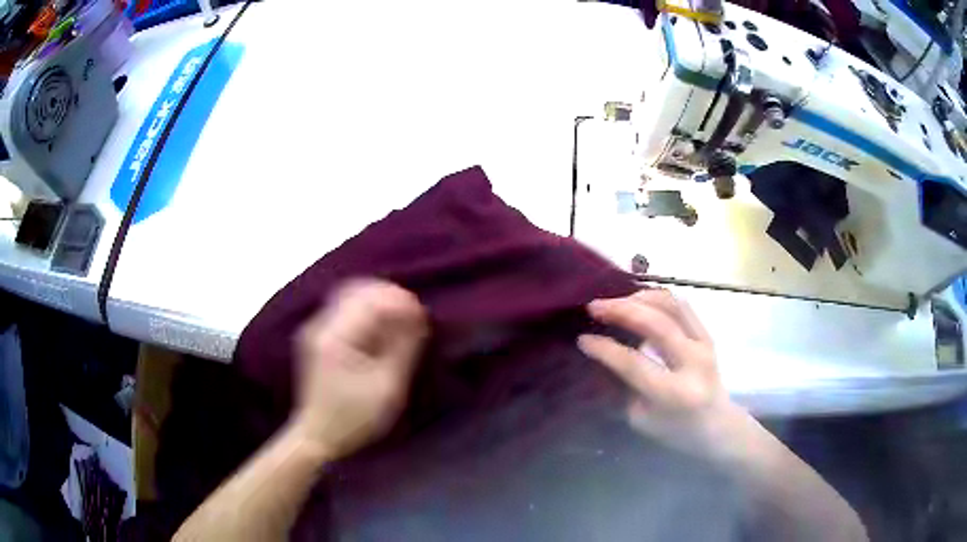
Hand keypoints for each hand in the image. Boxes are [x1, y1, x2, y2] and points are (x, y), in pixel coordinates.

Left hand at [290, 280, 427, 459]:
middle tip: (413, 315)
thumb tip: (417, 316)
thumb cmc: (354, 418)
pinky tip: (381, 328)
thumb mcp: (386, 387)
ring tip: (400, 321)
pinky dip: (366, 312)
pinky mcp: (317, 337)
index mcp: (334, 338)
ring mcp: (315, 329)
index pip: (369, 302)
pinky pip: (344, 309)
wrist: (317, 437)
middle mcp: (320, 326)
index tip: (421, 315)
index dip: (399, 302)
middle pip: (357, 291)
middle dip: (389, 297)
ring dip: (378, 302)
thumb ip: (402, 348)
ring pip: (350, 296)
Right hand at [578, 289, 746, 460]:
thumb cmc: (676, 430)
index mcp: (674, 394)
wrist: (718, 425)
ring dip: (639, 298)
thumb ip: (624, 387)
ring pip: (672, 306)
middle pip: (657, 325)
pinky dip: (657, 298)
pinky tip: (638, 300)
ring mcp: (704, 344)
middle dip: (621, 310)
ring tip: (615, 300)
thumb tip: (603, 357)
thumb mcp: (642, 420)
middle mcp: (693, 363)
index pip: (634, 364)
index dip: (605, 349)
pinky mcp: (708, 334)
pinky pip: (682, 306)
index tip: (583, 338)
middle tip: (594, 306)